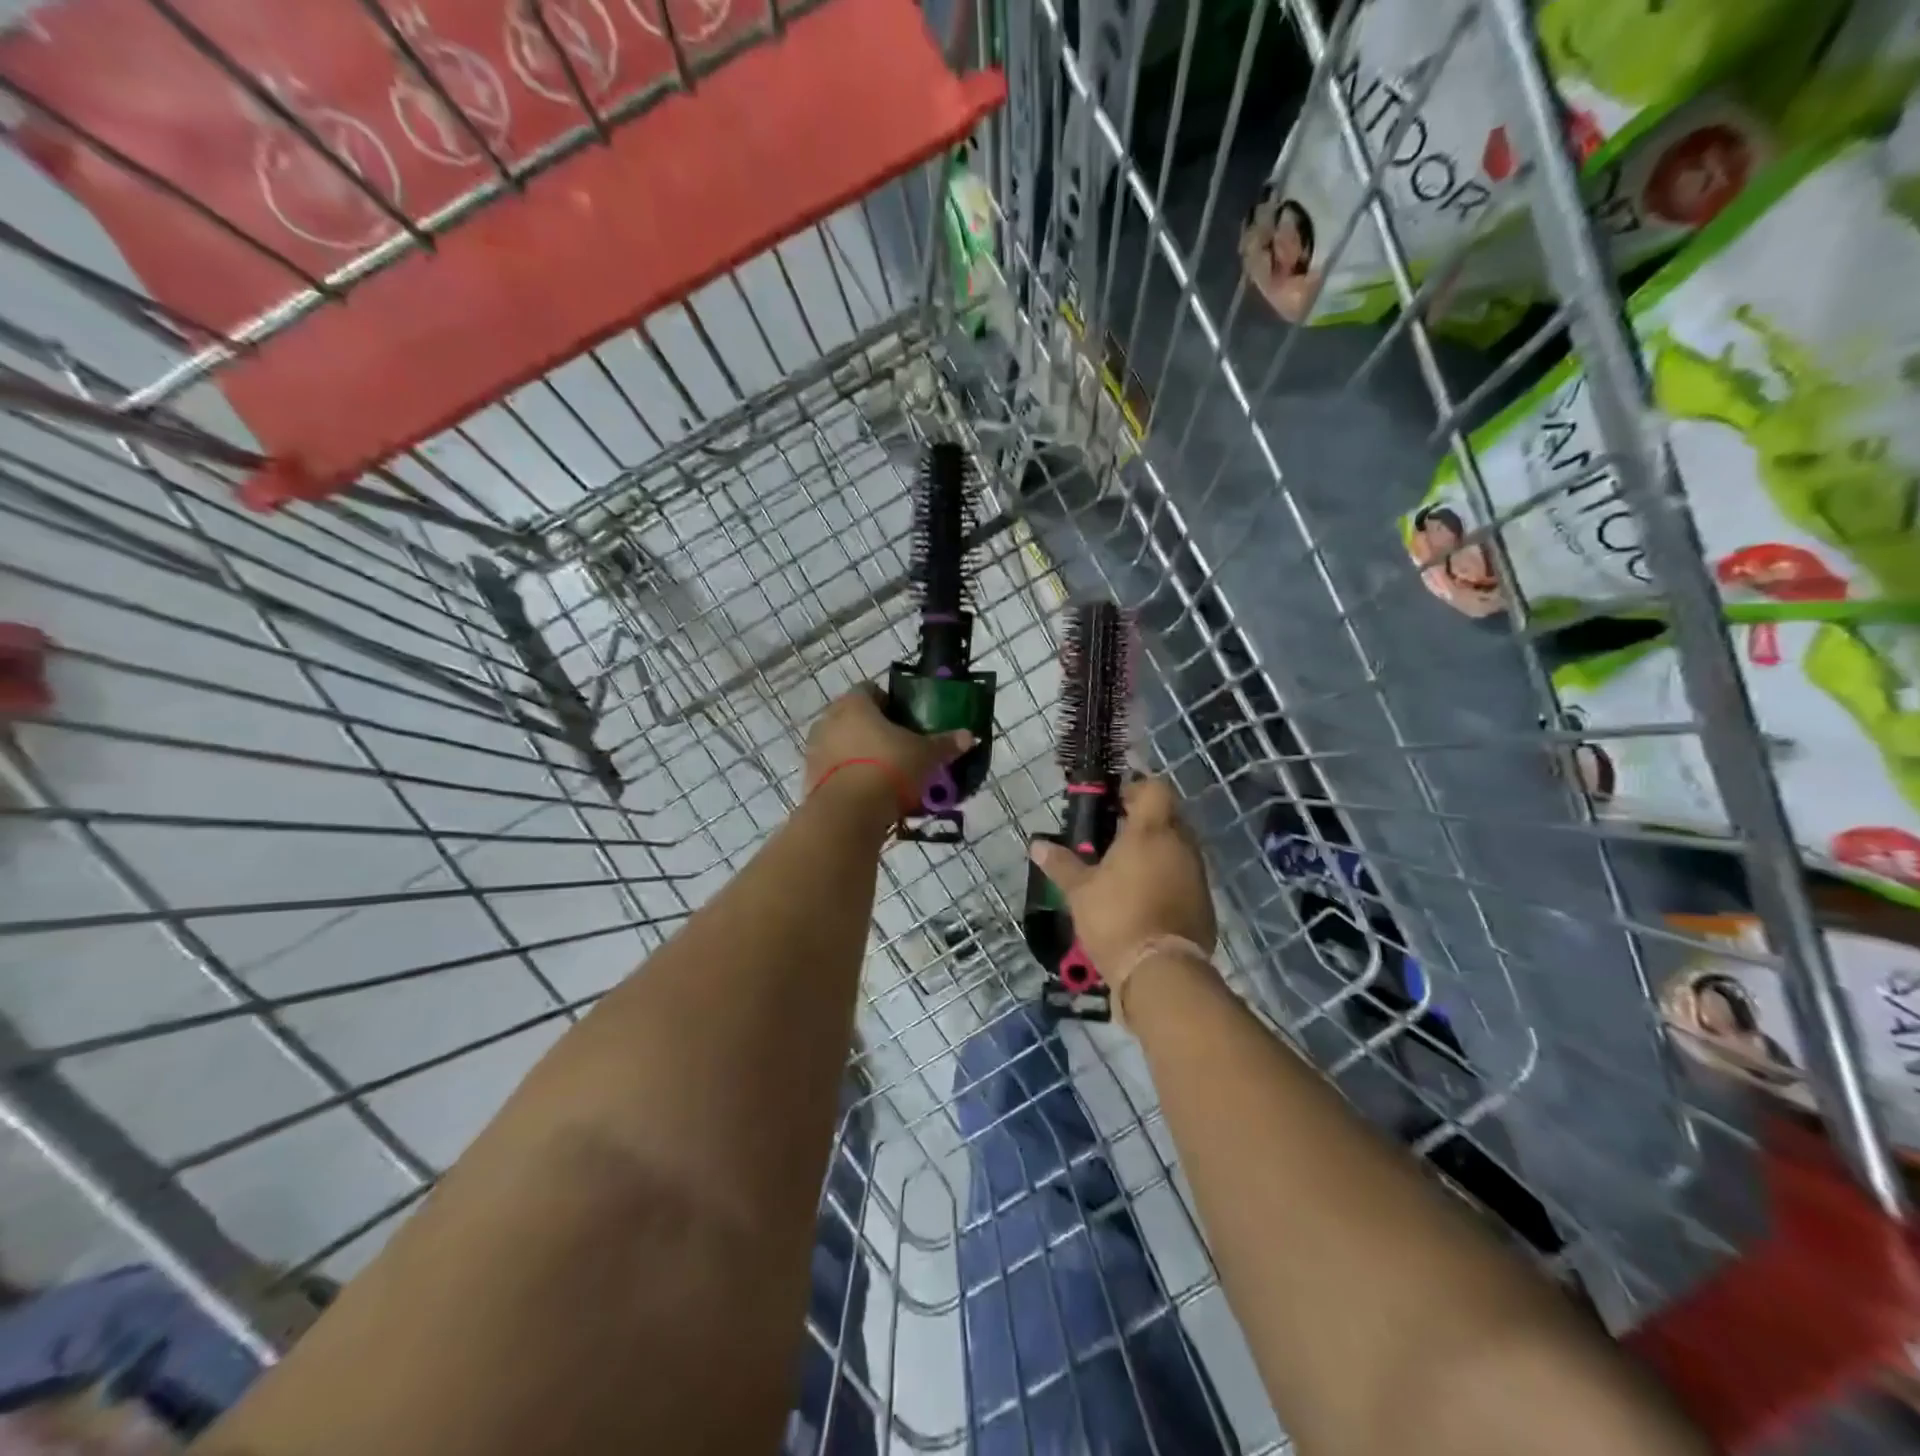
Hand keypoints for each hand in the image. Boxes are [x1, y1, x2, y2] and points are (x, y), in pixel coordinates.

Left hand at [804, 685, 973, 819]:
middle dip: (871, 729)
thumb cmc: (889, 768)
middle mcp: (829, 719)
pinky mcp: (809, 778)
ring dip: (856, 753)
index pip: (869, 690)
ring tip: (881, 773)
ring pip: (839, 744)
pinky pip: (831, 770)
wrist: (849, 812)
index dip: (887, 702)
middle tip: (896, 747)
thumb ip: (945, 744)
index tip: (903, 719)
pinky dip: (846, 776)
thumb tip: (969, 736)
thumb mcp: (926, 756)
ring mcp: (814, 749)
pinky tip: (865, 793)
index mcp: (855, 704)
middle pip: (851, 717)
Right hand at [1030, 778, 1215, 996]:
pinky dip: (1167, 879)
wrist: (1161, 972)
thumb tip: (1037, 845)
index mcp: (1151, 831)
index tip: (1114, 804)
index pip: (1155, 789)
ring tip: (1126, 871)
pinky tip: (1144, 899)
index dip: (1136, 789)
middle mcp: (1181, 845)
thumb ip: (1061, 864)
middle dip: (1145, 822)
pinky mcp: (1204, 903)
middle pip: (1168, 817)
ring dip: (1157, 852)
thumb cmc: (1117, 918)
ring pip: (1178, 848)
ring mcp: (1197, 874)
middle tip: (1114, 837)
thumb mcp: (1079, 891)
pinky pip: (1185, 877)